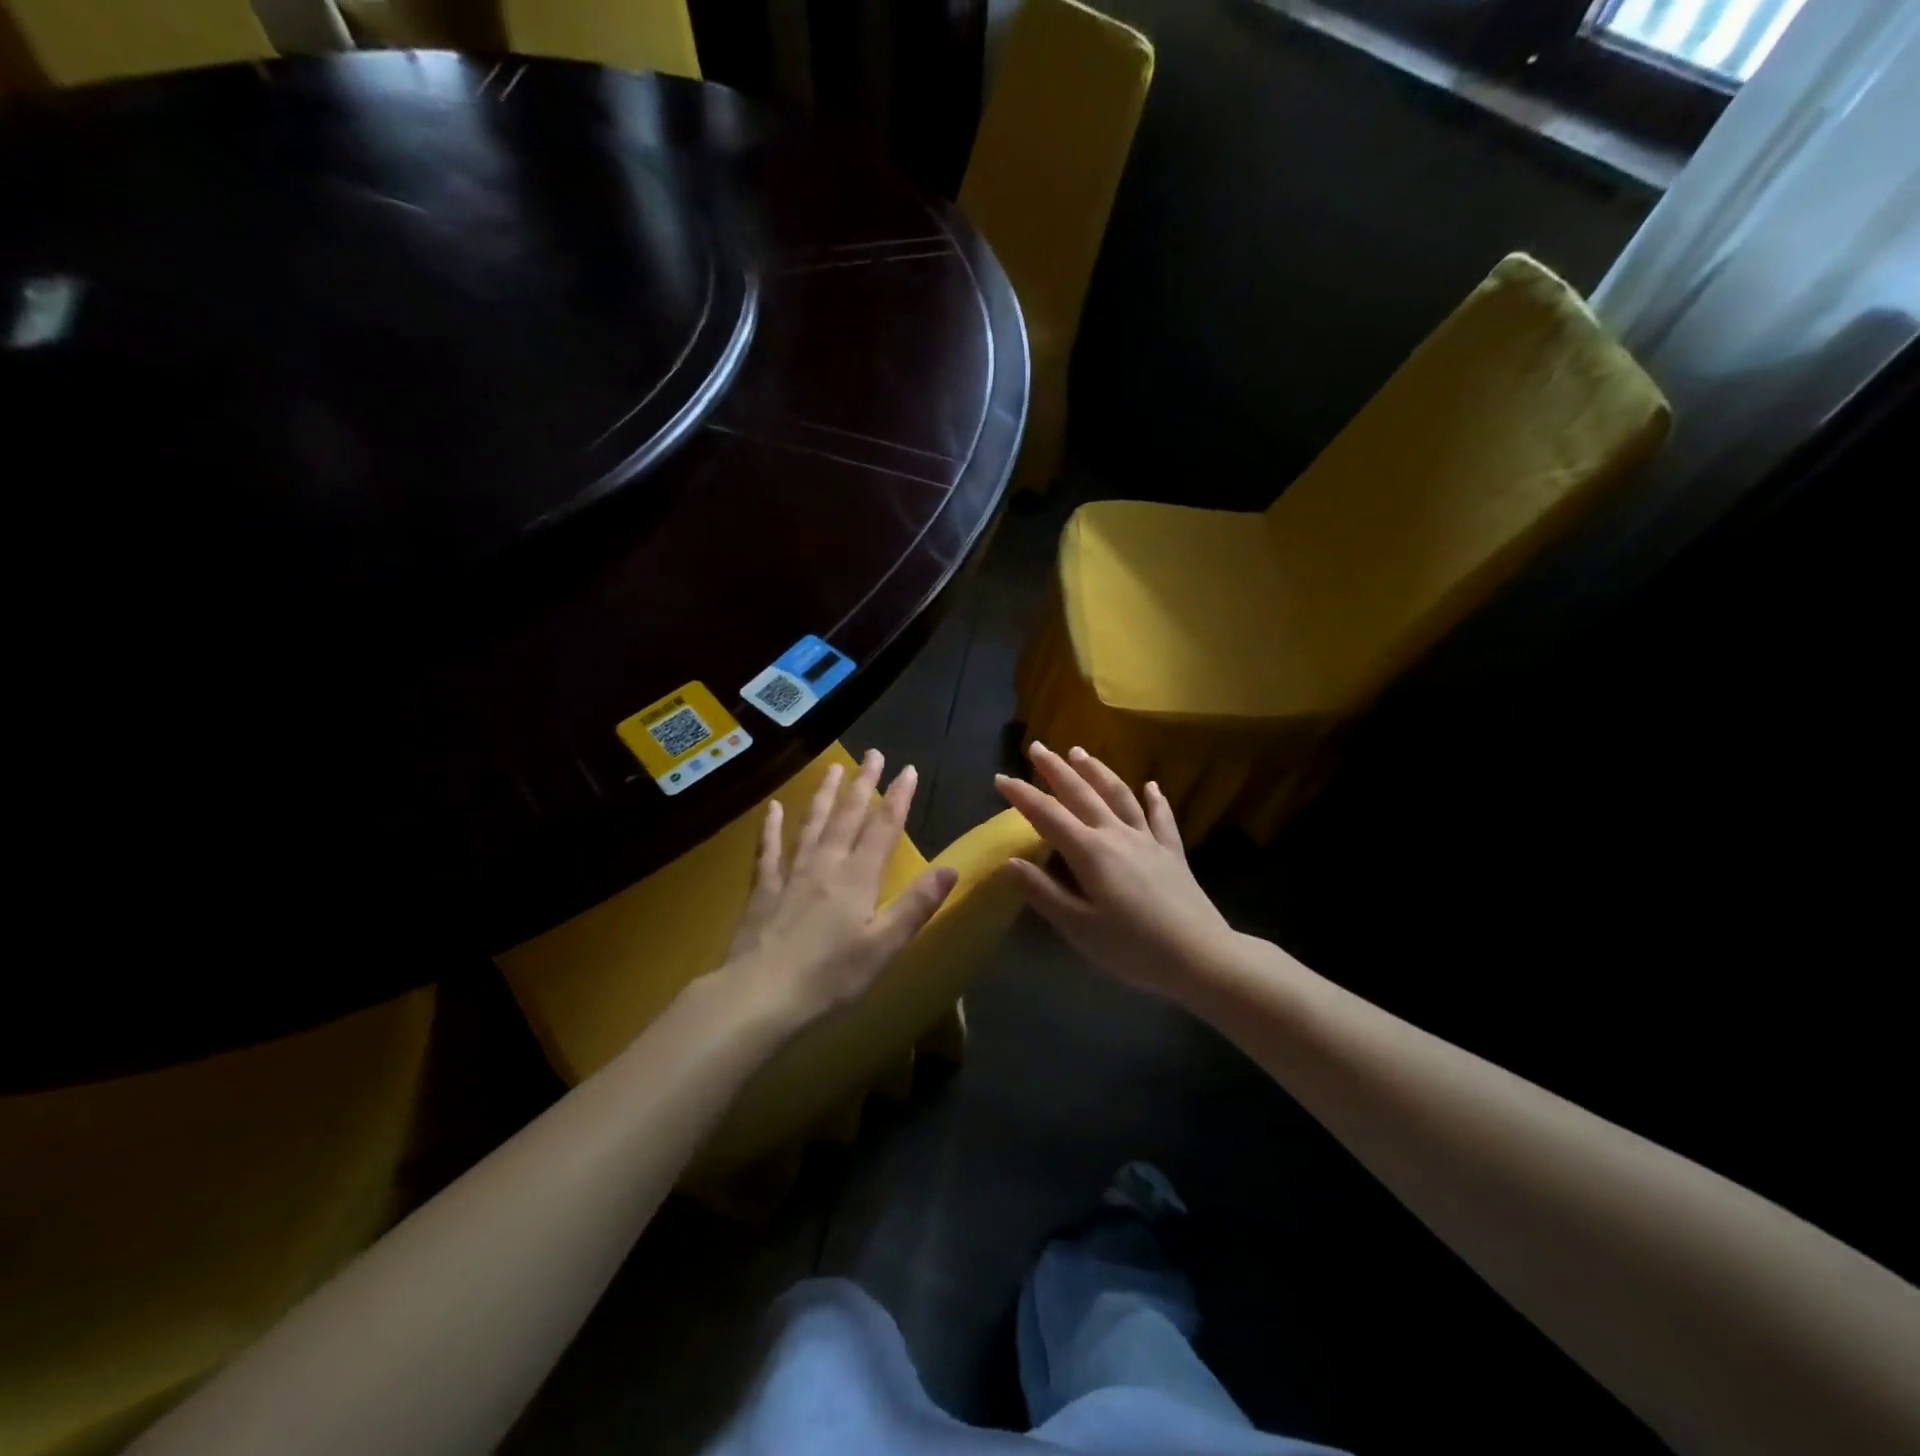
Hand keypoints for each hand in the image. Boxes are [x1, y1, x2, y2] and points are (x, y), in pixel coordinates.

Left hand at [722, 749, 957, 1031]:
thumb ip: (916, 904)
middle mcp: (826, 864)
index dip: (897, 798)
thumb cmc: (830, 976)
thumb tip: (951, 867)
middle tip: (872, 754)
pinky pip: (769, 850)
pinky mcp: (764, 889)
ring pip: (811, 823)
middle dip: (862, 784)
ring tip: (832, 767)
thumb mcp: (884, 946)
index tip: (908, 769)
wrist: (760, 995)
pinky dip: (771, 827)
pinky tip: (772, 808)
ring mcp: (791, 874)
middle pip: (847, 816)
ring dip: (823, 794)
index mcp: (858, 878)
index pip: (883, 828)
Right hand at [995, 743, 1239, 1005]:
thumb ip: (1043, 892)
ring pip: (1118, 795)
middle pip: (1081, 793)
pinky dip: (1154, 799)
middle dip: (1056, 769)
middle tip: (1037, 746)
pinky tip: (1151, 785)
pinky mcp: (1172, 851)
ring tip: (1080, 752)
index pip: (1047, 815)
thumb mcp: (1078, 927)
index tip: (1000, 778)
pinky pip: (1161, 817)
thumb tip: (1009, 862)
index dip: (1022, 795)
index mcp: (1089, 852)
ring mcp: (1147, 839)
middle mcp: (1116, 834)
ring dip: (1097, 771)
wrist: (1200, 957)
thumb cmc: (1132, 948)